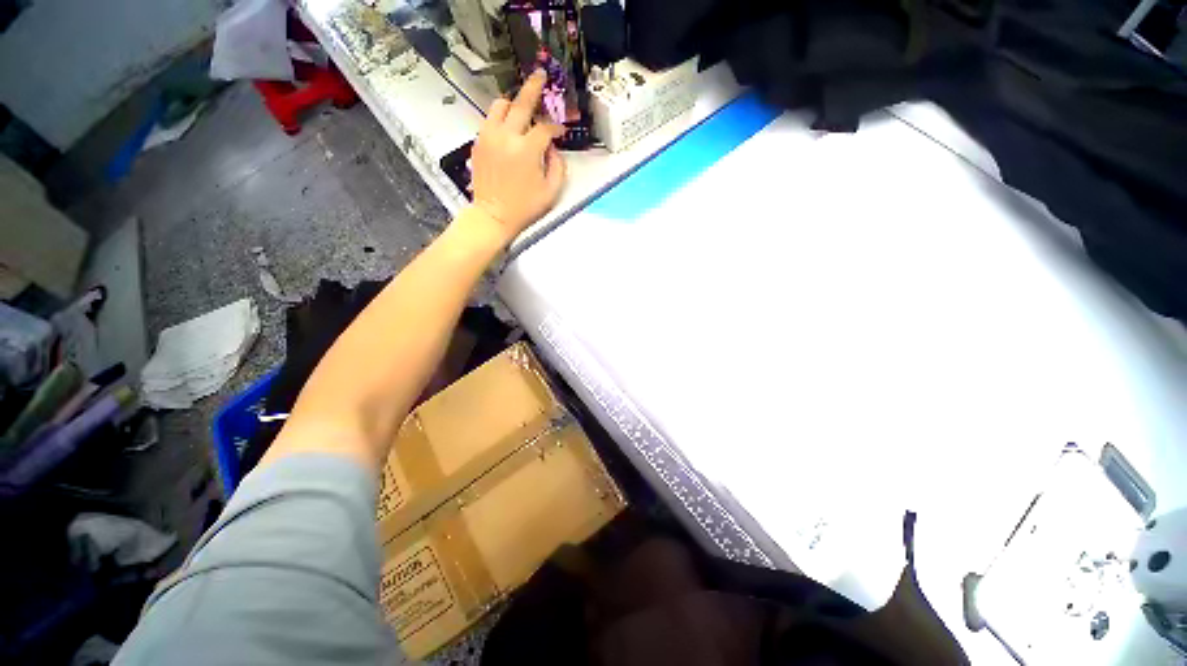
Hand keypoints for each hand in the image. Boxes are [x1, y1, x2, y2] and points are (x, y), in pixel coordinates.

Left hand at [468, 70, 566, 242]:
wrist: (493, 216)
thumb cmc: (525, 207)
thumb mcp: (551, 192)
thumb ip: (558, 166)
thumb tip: (553, 148)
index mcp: (527, 150)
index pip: (545, 128)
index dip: (555, 128)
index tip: (560, 132)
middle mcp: (507, 136)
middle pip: (521, 104)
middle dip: (534, 89)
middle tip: (540, 75)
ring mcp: (489, 137)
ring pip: (500, 106)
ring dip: (513, 103)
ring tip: (520, 107)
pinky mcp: (478, 142)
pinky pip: (489, 120)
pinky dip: (500, 118)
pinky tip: (507, 127)